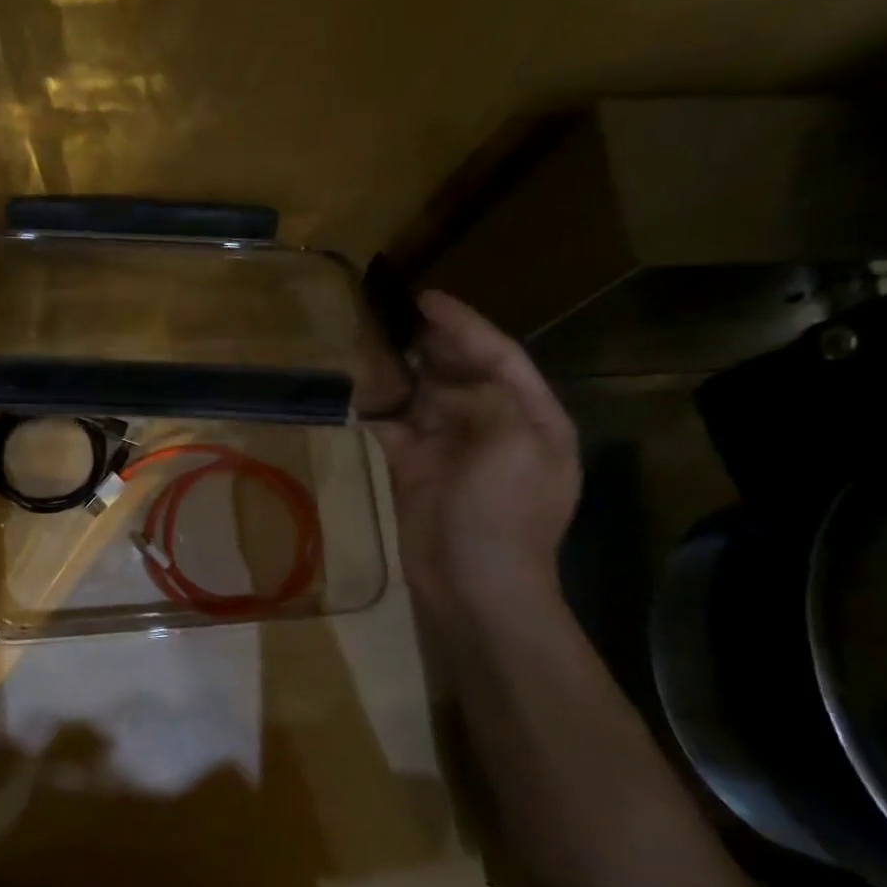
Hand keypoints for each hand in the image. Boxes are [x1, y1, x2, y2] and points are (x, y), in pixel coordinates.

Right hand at [371, 291, 579, 629]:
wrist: (475, 588)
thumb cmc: (502, 517)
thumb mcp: (512, 447)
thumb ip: (487, 397)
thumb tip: (442, 381)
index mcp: (532, 419)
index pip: (500, 356)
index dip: (465, 325)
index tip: (426, 298)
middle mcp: (495, 427)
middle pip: (460, 372)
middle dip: (430, 343)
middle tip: (391, 313)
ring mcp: (454, 449)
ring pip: (424, 396)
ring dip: (399, 372)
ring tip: (368, 341)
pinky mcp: (417, 469)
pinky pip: (396, 428)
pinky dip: (377, 410)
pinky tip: (354, 392)